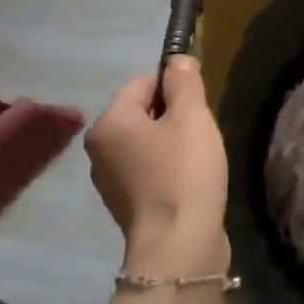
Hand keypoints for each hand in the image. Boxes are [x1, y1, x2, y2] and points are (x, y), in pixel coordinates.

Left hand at [86, 57, 229, 279]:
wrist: (179, 244)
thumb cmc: (184, 172)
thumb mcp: (191, 117)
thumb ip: (184, 82)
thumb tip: (177, 59)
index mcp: (109, 123)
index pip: (142, 82)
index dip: (175, 85)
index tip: (200, 104)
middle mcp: (100, 149)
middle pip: (143, 112)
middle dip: (175, 116)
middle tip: (202, 132)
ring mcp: (110, 180)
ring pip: (147, 142)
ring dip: (173, 143)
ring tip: (199, 159)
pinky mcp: (127, 204)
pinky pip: (149, 170)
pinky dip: (169, 169)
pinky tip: (190, 181)